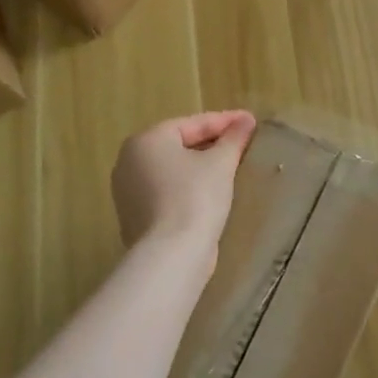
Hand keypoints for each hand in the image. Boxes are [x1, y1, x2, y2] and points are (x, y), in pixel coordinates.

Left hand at [111, 111, 256, 268]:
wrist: (171, 256)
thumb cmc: (195, 198)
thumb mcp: (220, 163)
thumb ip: (234, 139)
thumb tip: (246, 121)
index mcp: (146, 140)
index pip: (192, 123)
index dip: (225, 121)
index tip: (250, 122)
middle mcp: (128, 161)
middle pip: (178, 145)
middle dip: (211, 143)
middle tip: (240, 143)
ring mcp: (127, 192)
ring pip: (171, 171)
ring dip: (199, 167)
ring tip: (228, 167)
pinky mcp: (134, 218)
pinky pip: (165, 193)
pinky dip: (186, 189)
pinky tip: (209, 195)